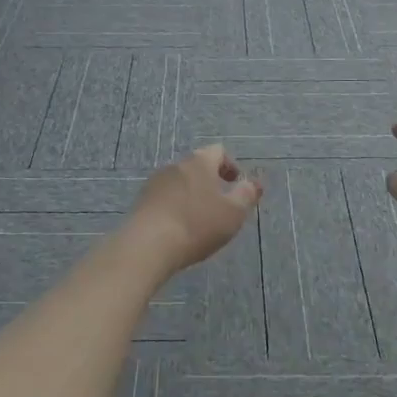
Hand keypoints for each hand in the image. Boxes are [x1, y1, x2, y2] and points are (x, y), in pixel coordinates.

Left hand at [123, 144, 263, 274]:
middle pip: (197, 166)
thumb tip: (254, 183)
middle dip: (211, 181)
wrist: (148, 245)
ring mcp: (155, 182)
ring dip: (192, 194)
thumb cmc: (197, 225)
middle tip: (221, 204)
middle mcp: (175, 165)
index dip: (230, 166)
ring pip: (180, 182)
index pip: (218, 151)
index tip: (236, 185)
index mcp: (199, 162)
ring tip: (200, 219)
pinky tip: (179, 228)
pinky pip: (165, 197)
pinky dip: (176, 206)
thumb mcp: (233, 213)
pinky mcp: (142, 201)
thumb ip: (246, 195)